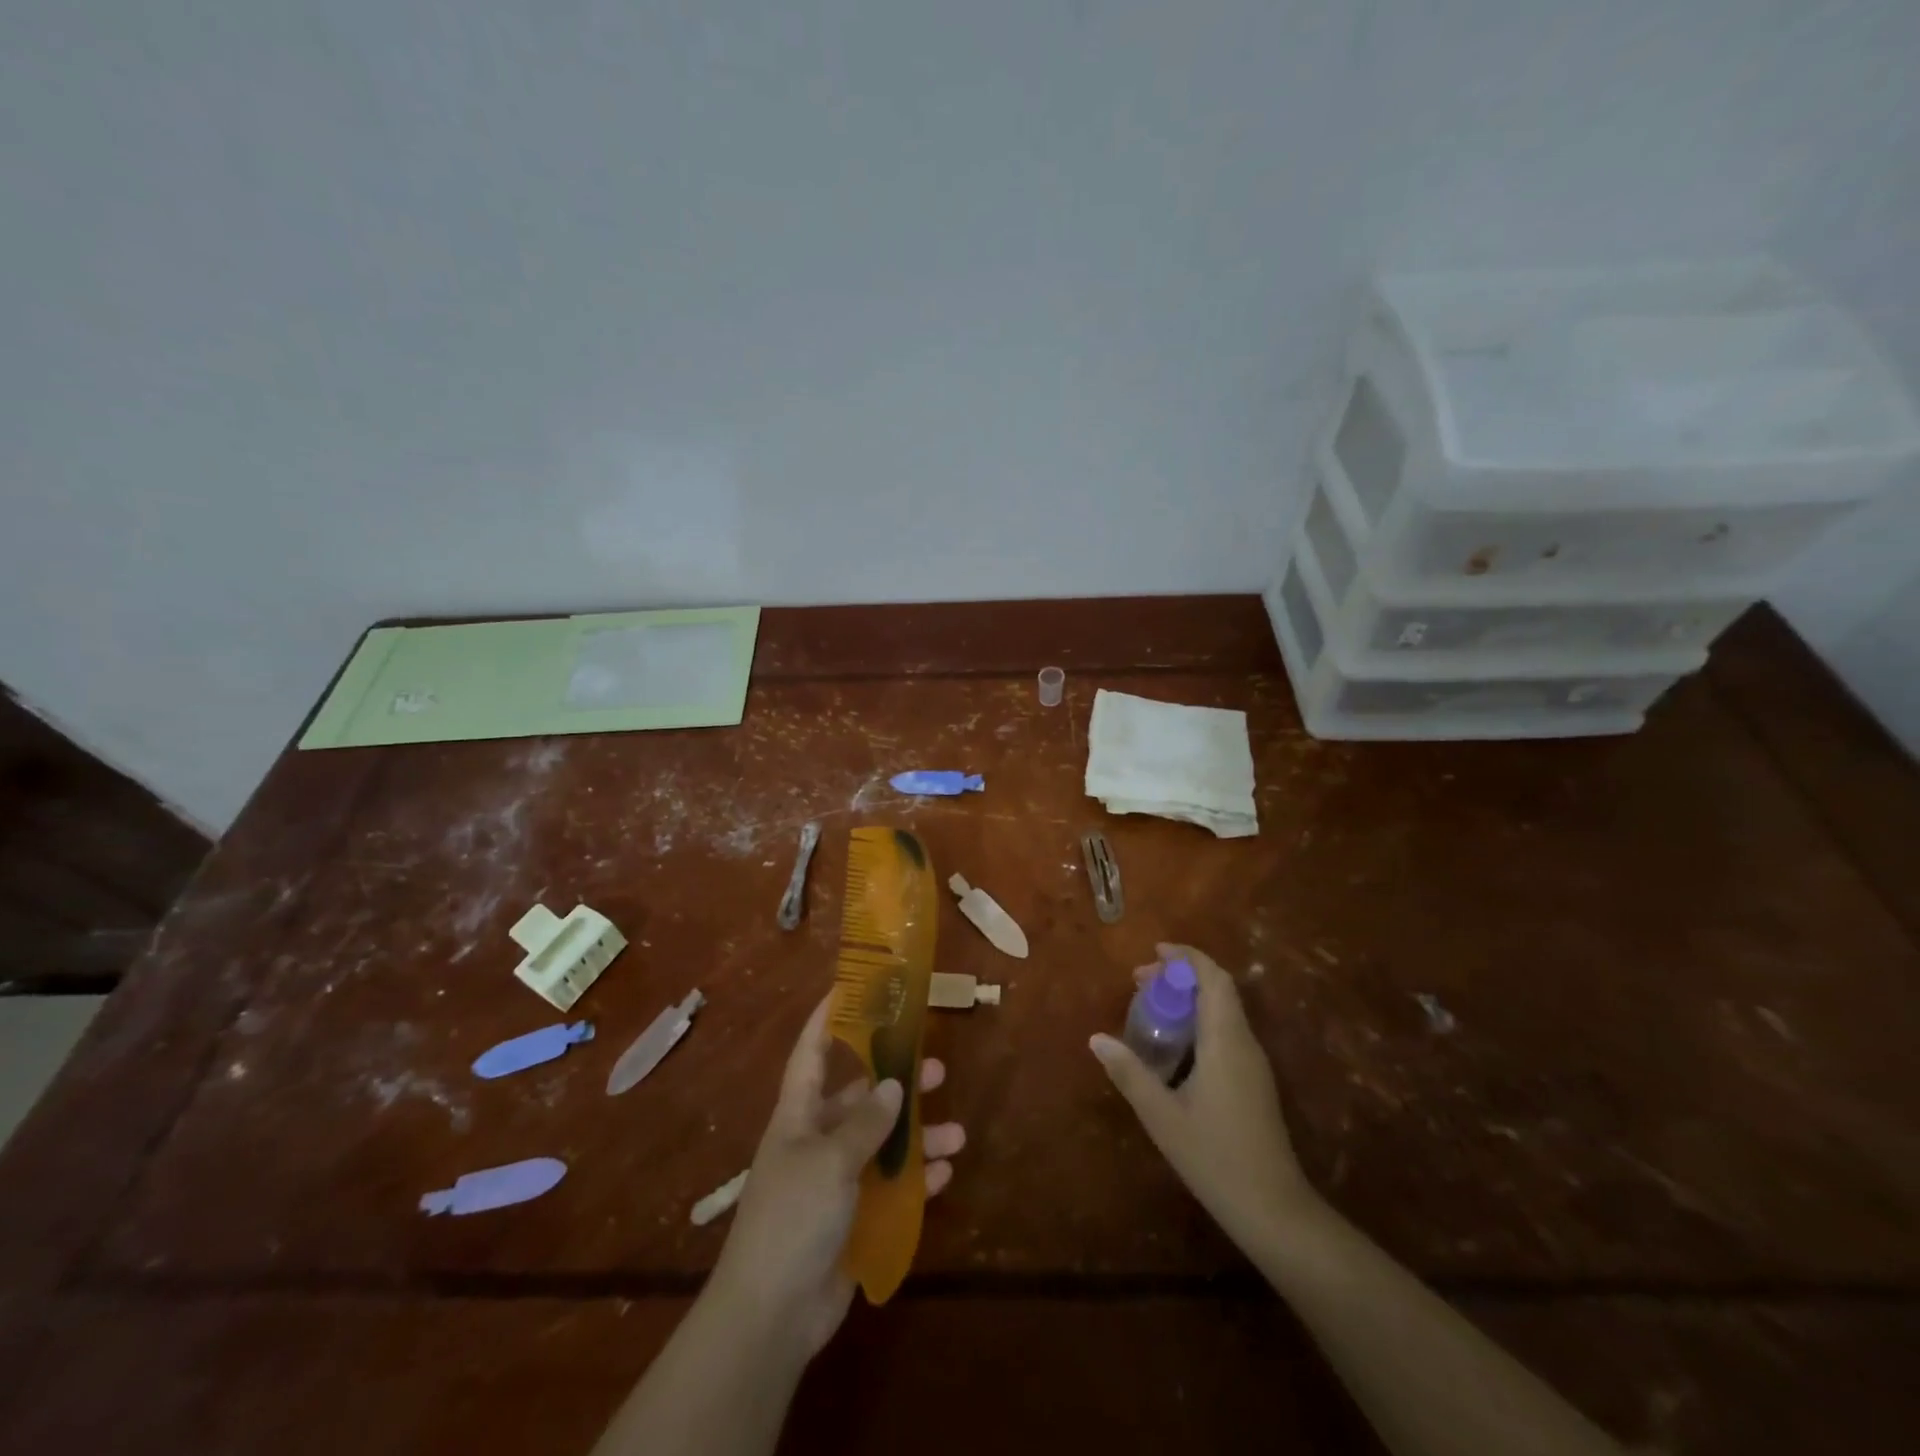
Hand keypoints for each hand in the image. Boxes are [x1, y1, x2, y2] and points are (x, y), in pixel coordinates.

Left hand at [709, 997, 964, 1357]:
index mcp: (798, 1115)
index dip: (827, 1018)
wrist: (771, 1315)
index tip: (851, 987)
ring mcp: (834, 1182)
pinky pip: (890, 1188)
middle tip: (937, 1069)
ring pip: (883, 1144)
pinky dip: (917, 1180)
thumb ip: (866, 1122)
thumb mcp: (831, 1160)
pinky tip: (945, 1174)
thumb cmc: (792, 1218)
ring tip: (957, 1133)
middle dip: (897, 1084)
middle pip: (860, 1099)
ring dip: (918, 1138)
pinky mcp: (851, 1219)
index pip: (811, 1052)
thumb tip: (895, 1085)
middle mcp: (816, 1140)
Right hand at [1091, 943, 1315, 1248]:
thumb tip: (1096, 1039)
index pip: (1214, 979)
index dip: (1187, 957)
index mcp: (1225, 1041)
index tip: (1155, 952)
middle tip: (1141, 980)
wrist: (1274, 1210)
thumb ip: (1129, 1073)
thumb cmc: (1215, 1157)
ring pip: (1224, 1009)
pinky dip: (1199, 1019)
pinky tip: (1174, 1044)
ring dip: (1191, 997)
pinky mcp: (1254, 1081)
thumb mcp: (1162, 1115)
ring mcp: (1253, 1063)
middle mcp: (1244, 1043)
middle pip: (1219, 989)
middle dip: (1182, 975)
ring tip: (1152, 1005)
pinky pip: (1226, 1030)